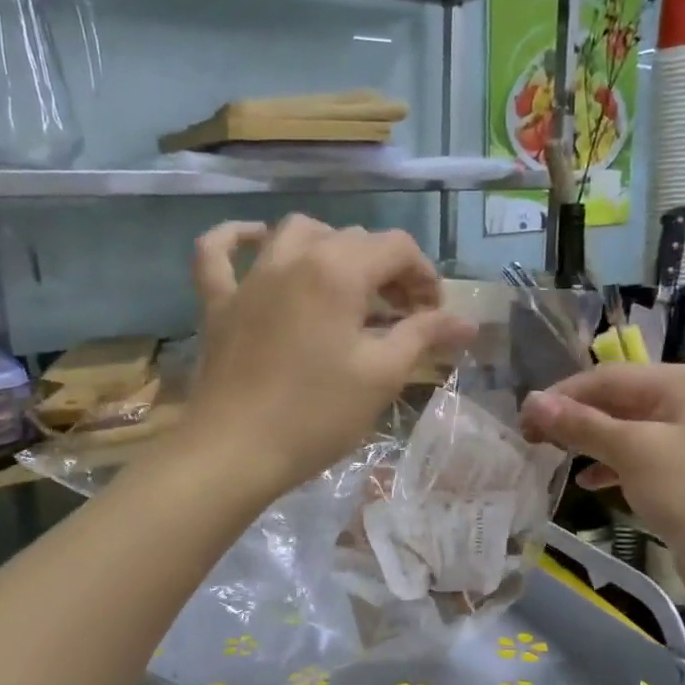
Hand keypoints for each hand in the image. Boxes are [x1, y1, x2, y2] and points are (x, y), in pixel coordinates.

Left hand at [183, 216, 474, 497]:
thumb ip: (423, 336)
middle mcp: (293, 258)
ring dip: (329, 247)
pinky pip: (218, 252)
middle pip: (352, 239)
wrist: (235, 451)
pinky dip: (237, 238)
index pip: (396, 248)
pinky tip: (257, 241)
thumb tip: (467, 322)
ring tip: (346, 281)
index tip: (433, 316)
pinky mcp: (219, 303)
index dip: (424, 276)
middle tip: (400, 314)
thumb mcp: (381, 376)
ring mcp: (250, 278)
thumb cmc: (316, 415)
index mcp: (338, 271)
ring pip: (295, 234)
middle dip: (386, 269)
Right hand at [519, 364, 684, 609]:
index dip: (561, 396)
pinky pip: (639, 458)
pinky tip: (586, 482)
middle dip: (573, 418)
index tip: (522, 421)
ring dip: (588, 442)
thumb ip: (581, 425)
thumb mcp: (633, 453)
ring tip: (550, 456)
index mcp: (684, 383)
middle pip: (616, 400)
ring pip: (625, 430)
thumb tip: (531, 401)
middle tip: (530, 439)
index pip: (608, 378)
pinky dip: (611, 466)